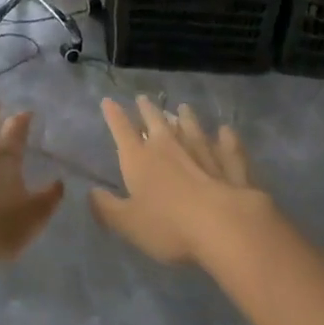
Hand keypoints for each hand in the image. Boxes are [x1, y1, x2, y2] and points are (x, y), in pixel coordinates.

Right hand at [91, 97, 268, 265]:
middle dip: (148, 110)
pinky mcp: (231, 166)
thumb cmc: (168, 225)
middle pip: (157, 122)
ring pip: (192, 129)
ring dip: (186, 118)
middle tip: (143, 98)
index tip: (108, 101)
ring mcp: (203, 153)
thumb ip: (107, 208)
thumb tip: (92, 192)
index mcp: (140, 159)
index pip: (122, 131)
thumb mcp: (127, 223)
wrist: (224, 226)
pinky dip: (226, 138)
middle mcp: (169, 148)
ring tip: (183, 107)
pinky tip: (227, 130)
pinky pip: (228, 147)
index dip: (114, 115)